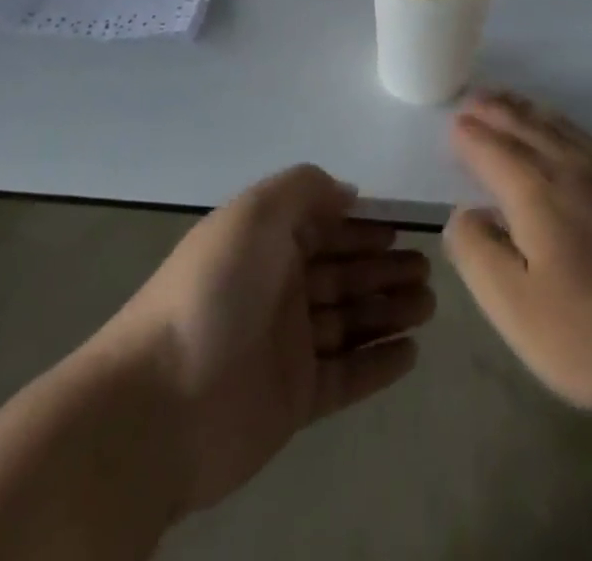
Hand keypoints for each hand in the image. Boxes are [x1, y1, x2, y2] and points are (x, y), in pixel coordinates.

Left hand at [99, 165, 434, 515]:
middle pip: (343, 273)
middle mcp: (278, 288)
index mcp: (266, 243)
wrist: (161, 402)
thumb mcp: (256, 213)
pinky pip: (347, 376)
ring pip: (350, 320)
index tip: (401, 227)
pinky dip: (378, 363)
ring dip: (389, 309)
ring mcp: (286, 346)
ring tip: (430, 303)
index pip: (324, 227)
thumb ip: (304, 189)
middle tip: (427, 269)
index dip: (362, 226)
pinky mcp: (295, 400)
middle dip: (384, 267)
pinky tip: (412, 353)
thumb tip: (347, 192)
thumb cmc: (214, 291)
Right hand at [443, 90, 591, 410]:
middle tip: (474, 98)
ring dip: (527, 110)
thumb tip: (463, 214)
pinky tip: (565, 131)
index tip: (453, 125)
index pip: (491, 149)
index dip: (468, 136)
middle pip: (524, 127)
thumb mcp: (517, 306)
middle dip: (495, 111)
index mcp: (534, 190)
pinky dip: (564, 124)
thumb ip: (478, 254)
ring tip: (509, 101)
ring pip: (558, 126)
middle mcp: (568, 167)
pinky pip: (588, 137)